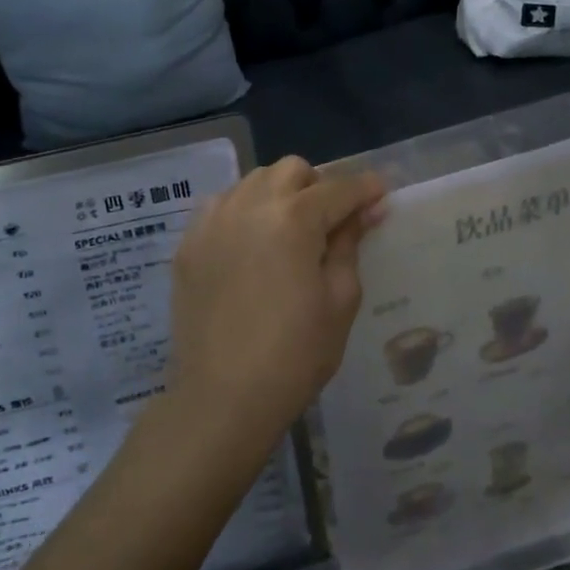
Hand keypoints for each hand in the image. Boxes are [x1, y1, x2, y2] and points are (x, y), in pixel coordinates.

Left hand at [168, 158, 385, 445]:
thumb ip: (350, 244)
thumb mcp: (340, 300)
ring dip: (280, 193)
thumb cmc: (295, 354)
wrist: (221, 398)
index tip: (380, 195)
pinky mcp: (189, 243)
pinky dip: (244, 210)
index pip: (339, 188)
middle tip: (332, 221)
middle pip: (292, 171)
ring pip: (254, 181)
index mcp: (293, 218)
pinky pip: (222, 205)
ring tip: (289, 230)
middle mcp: (250, 205)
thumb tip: (364, 211)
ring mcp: (213, 221)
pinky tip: (252, 243)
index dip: (365, 189)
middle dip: (319, 186)